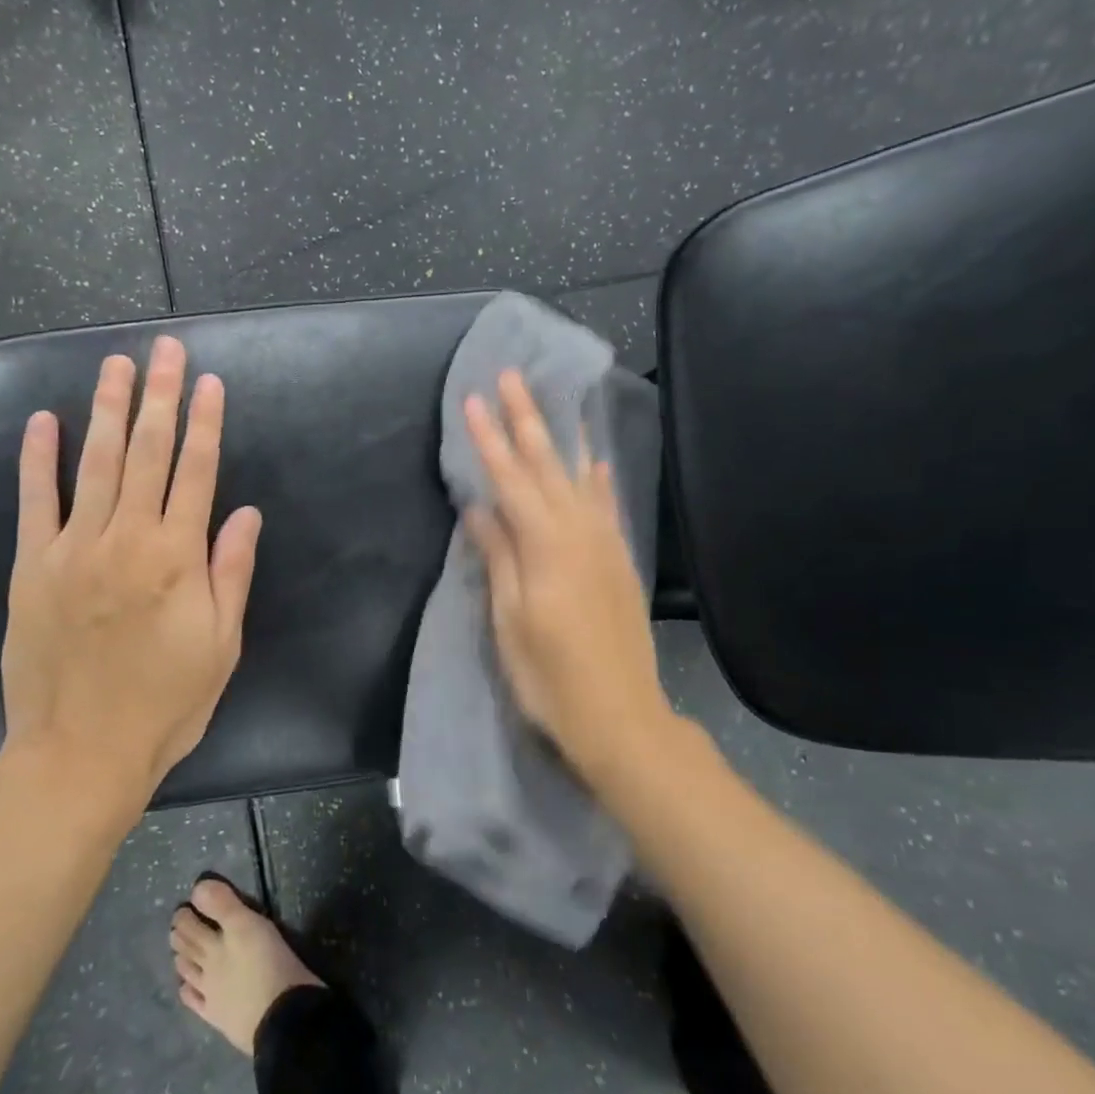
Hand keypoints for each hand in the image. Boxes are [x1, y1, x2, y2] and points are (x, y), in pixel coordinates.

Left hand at [0, 336, 262, 802]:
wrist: (81, 753)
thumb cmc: (165, 703)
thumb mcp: (221, 645)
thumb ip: (230, 572)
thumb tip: (245, 513)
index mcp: (177, 557)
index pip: (197, 472)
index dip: (205, 422)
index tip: (209, 382)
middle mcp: (126, 538)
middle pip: (148, 453)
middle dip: (159, 396)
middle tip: (164, 350)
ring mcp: (73, 548)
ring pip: (96, 463)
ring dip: (108, 410)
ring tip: (116, 365)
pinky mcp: (30, 566)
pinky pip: (34, 501)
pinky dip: (38, 459)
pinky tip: (45, 421)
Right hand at [462, 370, 672, 773]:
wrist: (622, 717)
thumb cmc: (551, 677)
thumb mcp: (510, 621)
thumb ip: (498, 558)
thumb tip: (478, 508)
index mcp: (545, 546)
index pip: (509, 480)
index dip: (488, 440)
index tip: (472, 400)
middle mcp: (579, 533)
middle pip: (546, 466)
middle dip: (526, 419)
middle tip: (512, 376)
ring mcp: (604, 545)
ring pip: (578, 478)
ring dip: (562, 437)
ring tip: (555, 400)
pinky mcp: (618, 561)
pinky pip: (606, 507)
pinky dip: (598, 479)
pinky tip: (595, 460)